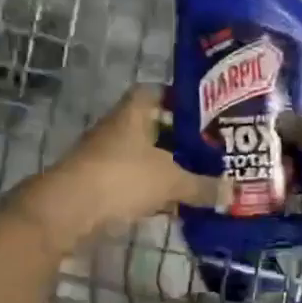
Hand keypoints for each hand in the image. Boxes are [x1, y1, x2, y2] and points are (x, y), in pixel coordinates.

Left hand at [10, 86, 221, 247]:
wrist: (67, 210)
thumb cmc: (122, 178)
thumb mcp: (171, 181)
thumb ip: (203, 185)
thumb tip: (235, 190)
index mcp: (134, 112)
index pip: (157, 92)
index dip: (180, 99)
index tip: (205, 112)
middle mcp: (118, 128)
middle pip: (153, 126)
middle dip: (179, 137)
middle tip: (210, 147)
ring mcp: (105, 156)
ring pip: (143, 155)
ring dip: (166, 165)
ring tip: (198, 175)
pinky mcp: (98, 183)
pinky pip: (133, 180)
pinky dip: (152, 188)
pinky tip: (173, 202)